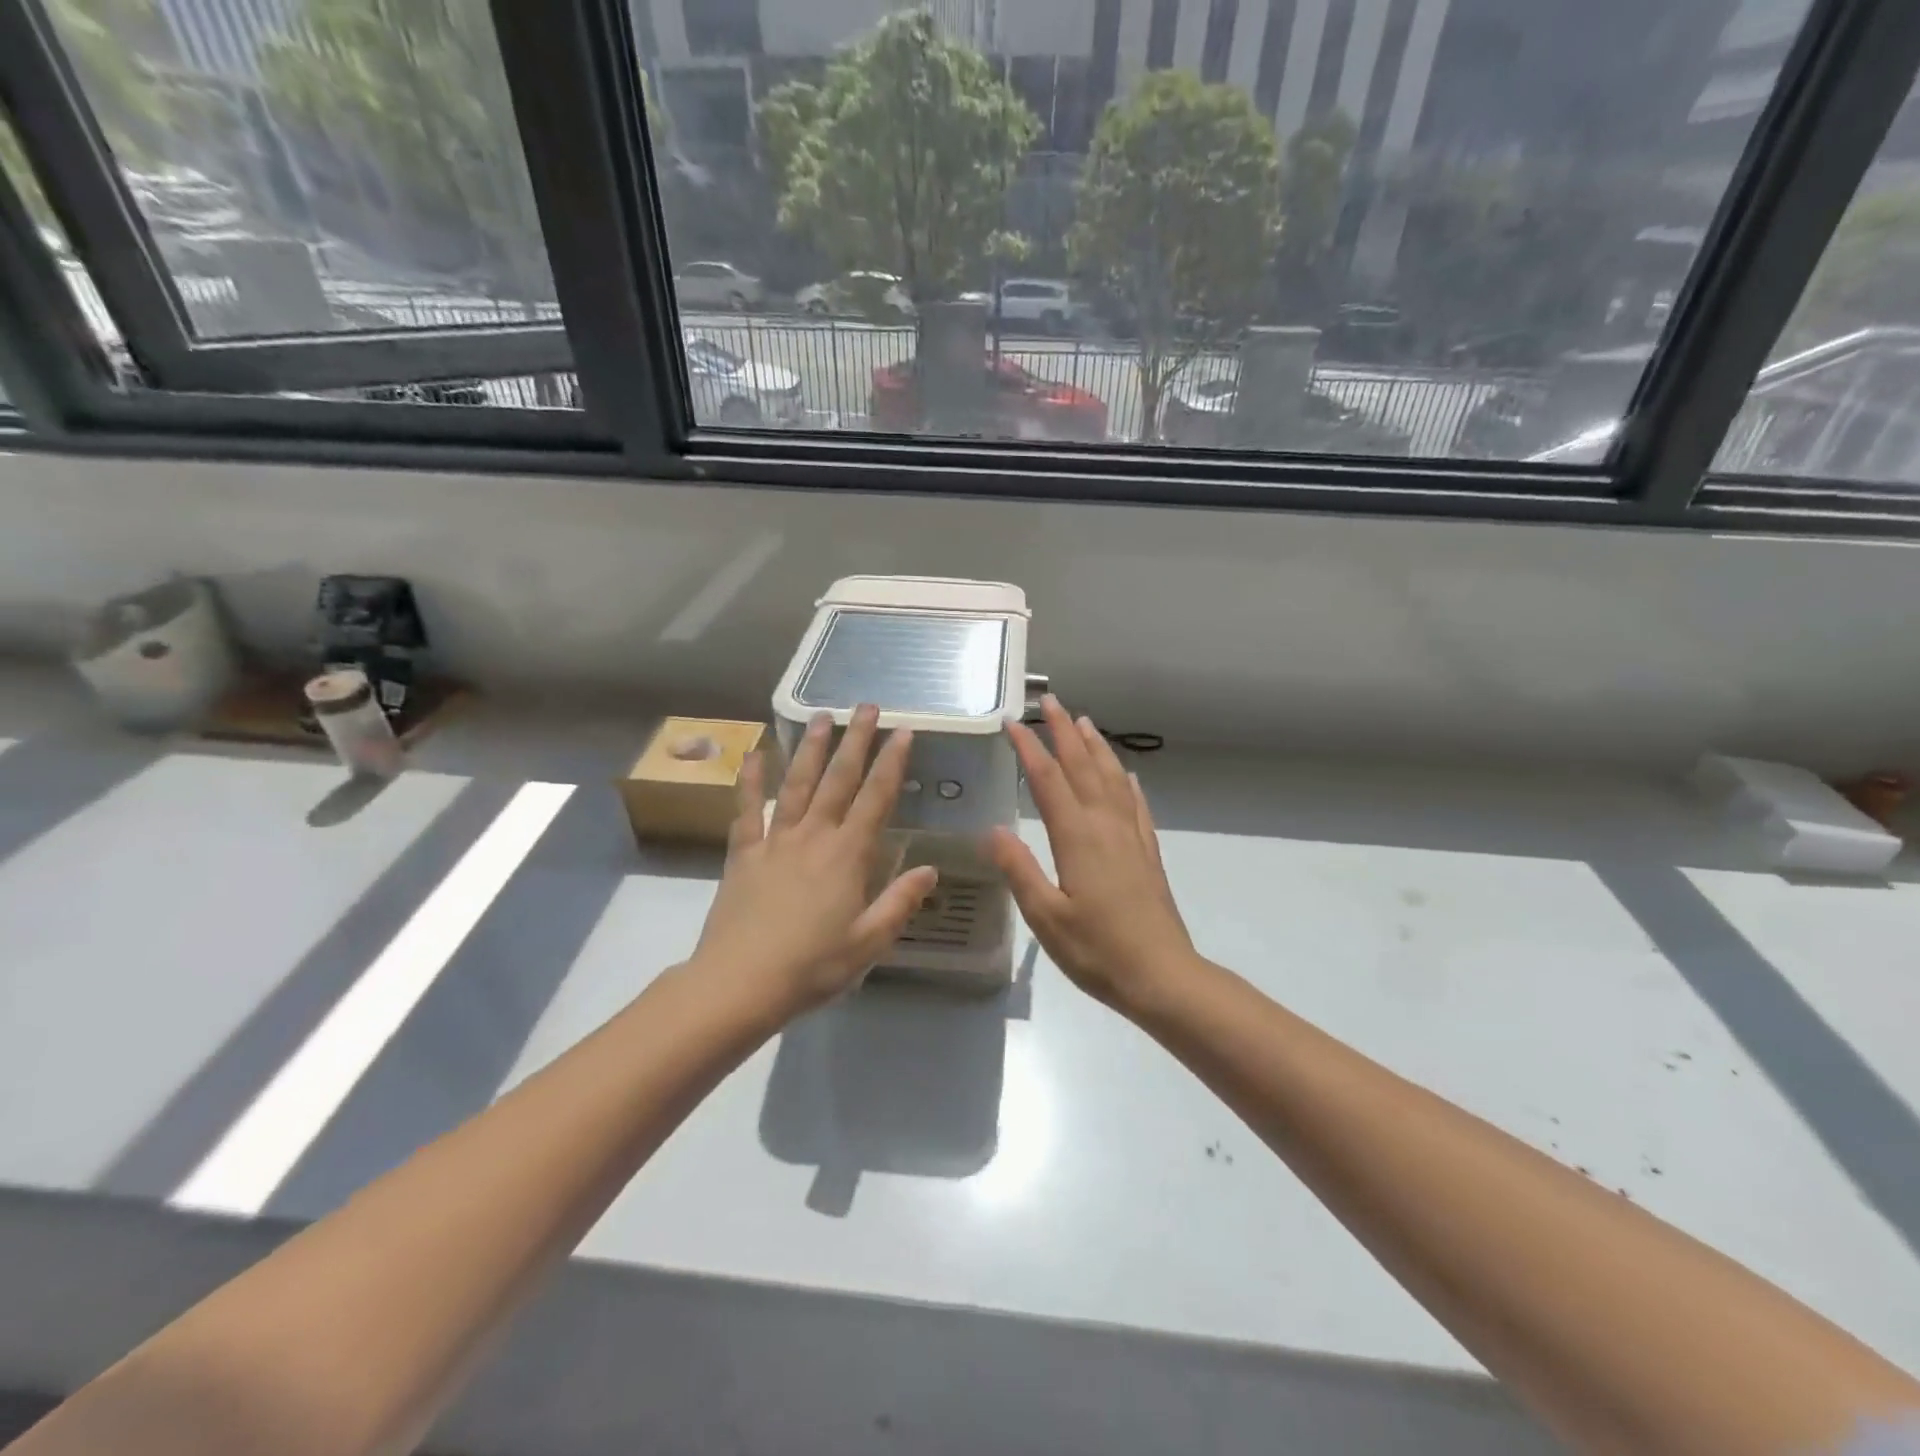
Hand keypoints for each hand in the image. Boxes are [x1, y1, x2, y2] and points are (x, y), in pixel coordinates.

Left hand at [692, 704, 937, 1017]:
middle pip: (838, 779)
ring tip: (821, 716)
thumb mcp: (867, 943)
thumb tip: (930, 870)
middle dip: (855, 740)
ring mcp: (775, 840)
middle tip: (866, 706)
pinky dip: (751, 779)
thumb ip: (900, 903)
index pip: (876, 799)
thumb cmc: (811, 967)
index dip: (892, 763)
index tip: (903, 731)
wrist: (739, 983)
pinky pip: (748, 809)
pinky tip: (755, 753)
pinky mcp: (744, 853)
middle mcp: (814, 837)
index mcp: (847, 856)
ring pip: (797, 784)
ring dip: (811, 748)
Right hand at [987, 695, 1197, 1013]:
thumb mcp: (1046, 918)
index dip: (1029, 748)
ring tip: (1084, 722)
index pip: (1047, 780)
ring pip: (1112, 778)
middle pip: (1083, 767)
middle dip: (1064, 732)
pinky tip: (1128, 775)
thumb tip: (993, 829)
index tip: (1012, 722)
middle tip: (1050, 701)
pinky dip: (1128, 783)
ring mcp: (1131, 837)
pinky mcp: (1148, 852)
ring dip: (1096, 747)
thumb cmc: (1097, 951)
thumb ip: (1019, 870)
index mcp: (1077, 838)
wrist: (1163, 976)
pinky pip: (1137, 805)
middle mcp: (1106, 826)